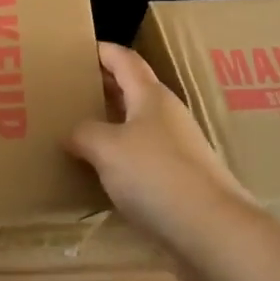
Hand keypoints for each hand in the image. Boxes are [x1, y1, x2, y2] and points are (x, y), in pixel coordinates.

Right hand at [67, 42, 258, 277]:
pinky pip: (142, 157)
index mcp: (151, 96)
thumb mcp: (107, 148)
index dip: (102, 50)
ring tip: (76, 130)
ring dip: (109, 123)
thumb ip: (83, 133)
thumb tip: (71, 132)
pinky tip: (100, 172)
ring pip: (136, 125)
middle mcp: (166, 115)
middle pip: (131, 89)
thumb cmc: (156, 175)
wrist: (212, 231)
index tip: (76, 48)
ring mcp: (177, 149)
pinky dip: (119, 156)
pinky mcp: (180, 181)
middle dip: (102, 86)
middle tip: (67, 89)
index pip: (124, 59)